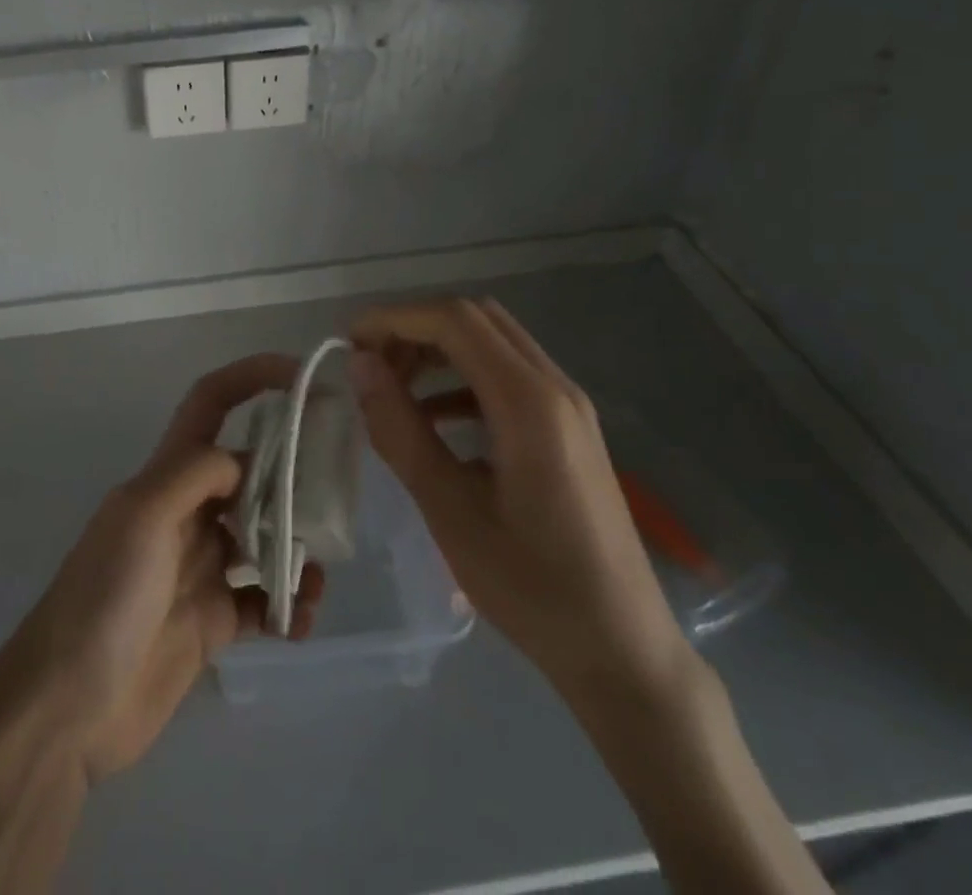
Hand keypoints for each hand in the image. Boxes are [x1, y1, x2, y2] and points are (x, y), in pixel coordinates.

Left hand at [0, 354, 324, 783]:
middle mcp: (188, 511)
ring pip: (264, 537)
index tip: (303, 377)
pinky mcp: (212, 620)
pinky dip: (288, 606)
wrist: (68, 708)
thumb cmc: (103, 598)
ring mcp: (201, 566)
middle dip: (293, 475)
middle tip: (335, 495)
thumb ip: (195, 474)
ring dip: (297, 548)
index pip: (211, 404)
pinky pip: (263, 601)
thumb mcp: (142, 516)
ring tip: (317, 575)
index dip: (252, 378)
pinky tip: (298, 622)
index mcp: (167, 475)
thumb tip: (246, 462)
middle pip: (251, 472)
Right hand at [349, 298, 694, 705]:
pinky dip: (461, 377)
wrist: (623, 652)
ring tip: (392, 388)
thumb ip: (400, 430)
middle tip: (370, 365)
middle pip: (475, 319)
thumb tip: (360, 365)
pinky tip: (433, 417)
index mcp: (529, 403)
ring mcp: (568, 406)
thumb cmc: (532, 588)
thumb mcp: (450, 511)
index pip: (454, 321)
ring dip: (437, 350)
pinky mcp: (568, 427)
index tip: (348, 342)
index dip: (394, 319)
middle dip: (414, 329)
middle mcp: (555, 387)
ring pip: (492, 342)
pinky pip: (507, 375)